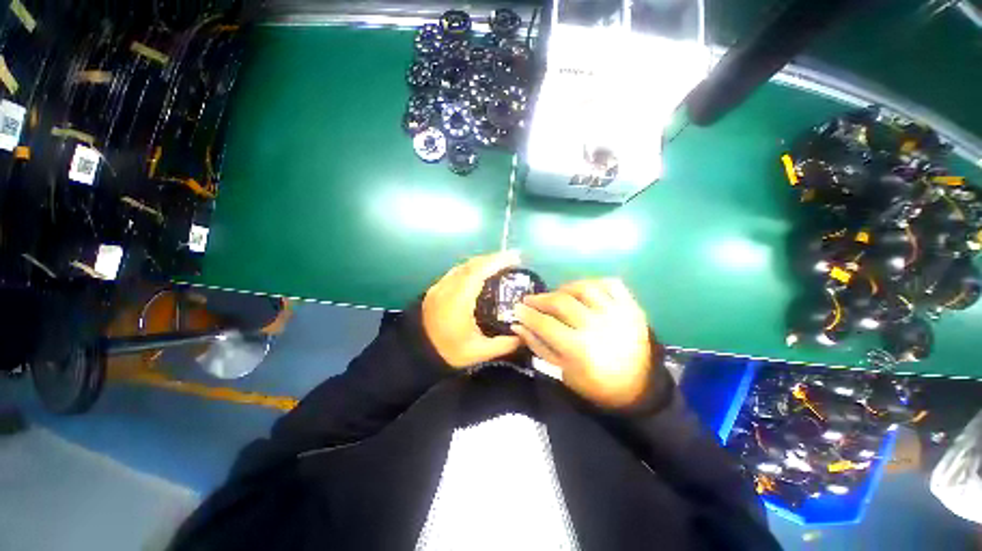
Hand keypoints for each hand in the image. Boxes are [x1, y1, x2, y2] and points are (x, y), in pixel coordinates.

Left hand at [423, 251, 522, 367]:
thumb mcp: (478, 352)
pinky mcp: (436, 288)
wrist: (416, 352)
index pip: (478, 272)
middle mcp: (448, 287)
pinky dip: (472, 268)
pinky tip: (481, 274)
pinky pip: (457, 271)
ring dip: (483, 262)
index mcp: (458, 301)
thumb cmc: (448, 351)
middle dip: (494, 259)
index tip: (516, 258)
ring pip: (464, 266)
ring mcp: (440, 286)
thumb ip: (504, 344)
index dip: (497, 261)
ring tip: (500, 265)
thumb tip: (524, 336)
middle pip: (472, 264)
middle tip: (513, 260)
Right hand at [513, 279, 655, 408]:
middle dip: (541, 299)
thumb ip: (538, 346)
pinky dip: (594, 283)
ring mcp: (617, 314)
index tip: (517, 307)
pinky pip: (610, 284)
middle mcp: (598, 327)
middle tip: (531, 300)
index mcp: (580, 349)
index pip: (545, 323)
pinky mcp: (632, 307)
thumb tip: (518, 325)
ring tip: (557, 295)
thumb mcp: (562, 371)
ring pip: (584, 288)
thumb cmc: (595, 384)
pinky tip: (583, 291)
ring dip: (565, 288)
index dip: (527, 314)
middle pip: (561, 302)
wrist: (639, 387)